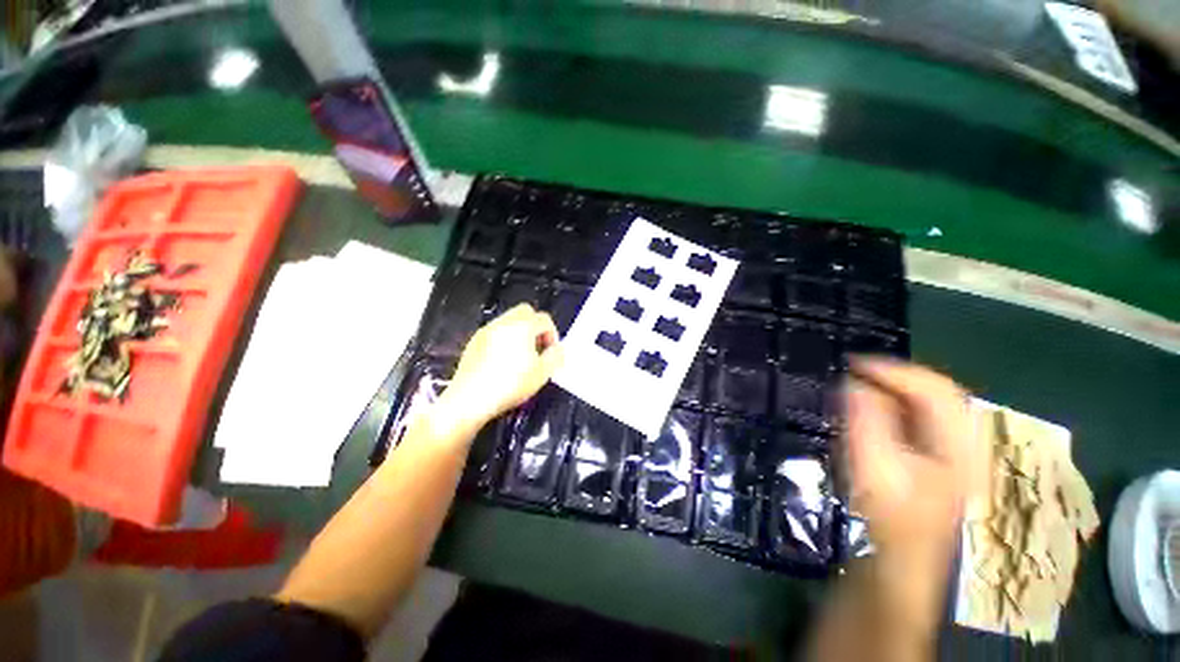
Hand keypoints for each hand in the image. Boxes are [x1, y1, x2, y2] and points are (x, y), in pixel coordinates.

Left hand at [439, 304, 562, 429]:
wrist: (470, 399)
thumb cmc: (510, 385)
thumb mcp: (542, 374)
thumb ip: (556, 356)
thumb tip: (558, 348)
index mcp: (523, 326)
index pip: (544, 319)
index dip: (553, 335)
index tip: (551, 353)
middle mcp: (504, 322)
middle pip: (526, 312)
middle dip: (536, 327)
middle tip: (537, 348)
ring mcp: (487, 330)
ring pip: (510, 320)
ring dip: (520, 332)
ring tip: (521, 356)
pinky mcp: (475, 341)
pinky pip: (496, 331)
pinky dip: (505, 339)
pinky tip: (503, 361)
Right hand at [843, 359, 982, 613]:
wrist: (895, 564)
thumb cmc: (887, 519)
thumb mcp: (876, 469)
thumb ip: (868, 422)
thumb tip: (854, 383)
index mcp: (958, 448)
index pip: (937, 390)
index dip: (896, 371)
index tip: (852, 364)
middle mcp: (963, 446)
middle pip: (937, 395)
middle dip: (894, 378)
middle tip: (855, 372)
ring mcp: (952, 455)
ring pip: (927, 407)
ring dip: (893, 391)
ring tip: (859, 385)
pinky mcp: (935, 462)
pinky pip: (917, 420)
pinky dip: (892, 407)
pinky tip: (870, 411)